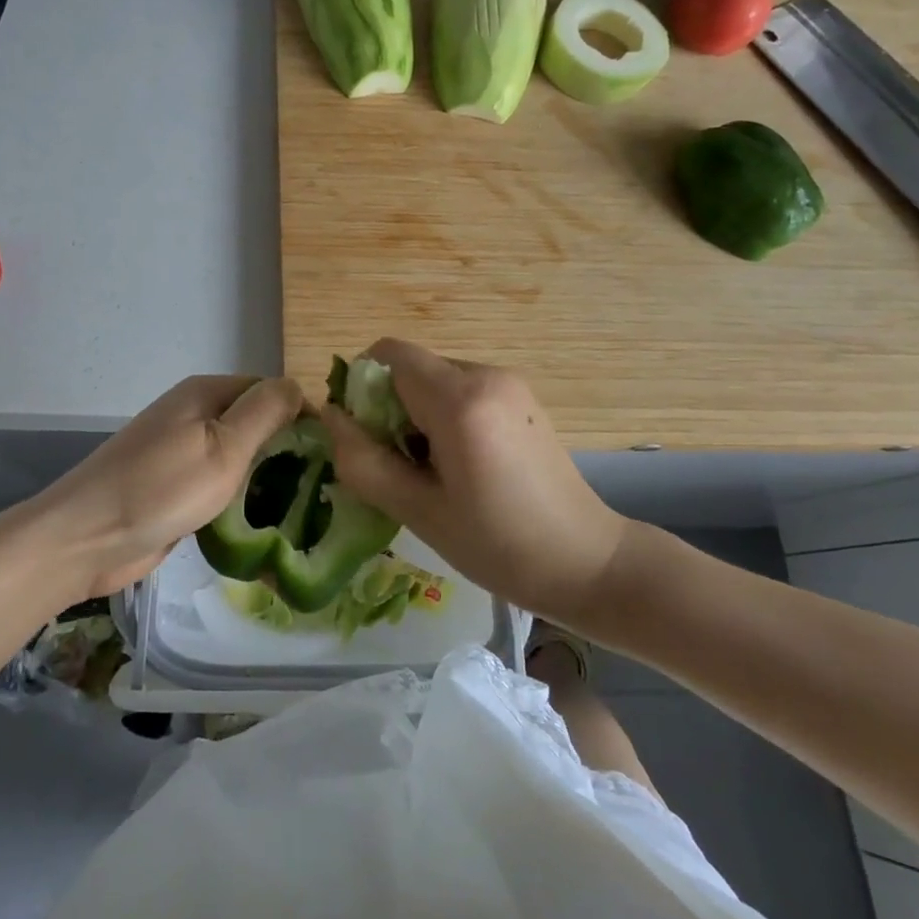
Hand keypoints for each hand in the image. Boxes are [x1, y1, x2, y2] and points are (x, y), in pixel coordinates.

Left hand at [30, 374, 302, 600]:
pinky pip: (218, 484)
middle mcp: (194, 413)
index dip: (301, 418)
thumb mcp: (224, 447)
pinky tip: (260, 523)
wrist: (85, 539)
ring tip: (301, 509)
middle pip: (255, 423)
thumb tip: (298, 387)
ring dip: (264, 479)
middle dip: (286, 451)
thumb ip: (265, 412)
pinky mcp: (173, 485)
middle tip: (321, 489)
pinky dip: (239, 499)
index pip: (271, 391)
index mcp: (206, 393)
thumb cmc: (160, 489)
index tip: (331, 457)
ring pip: (239, 457)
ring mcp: (181, 450)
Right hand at [322, 339, 628, 623]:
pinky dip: (442, 413)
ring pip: (433, 377)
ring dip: (415, 411)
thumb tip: (329, 417)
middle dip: (387, 405)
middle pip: (410, 366)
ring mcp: (507, 382)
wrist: (589, 563)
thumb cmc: (499, 545)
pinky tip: (458, 462)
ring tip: (429, 469)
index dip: (360, 388)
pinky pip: (460, 388)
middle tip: (395, 463)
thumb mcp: (419, 511)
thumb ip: (363, 461)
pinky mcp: (520, 396)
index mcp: (459, 400)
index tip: (364, 437)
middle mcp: (484, 374)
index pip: (387, 355)